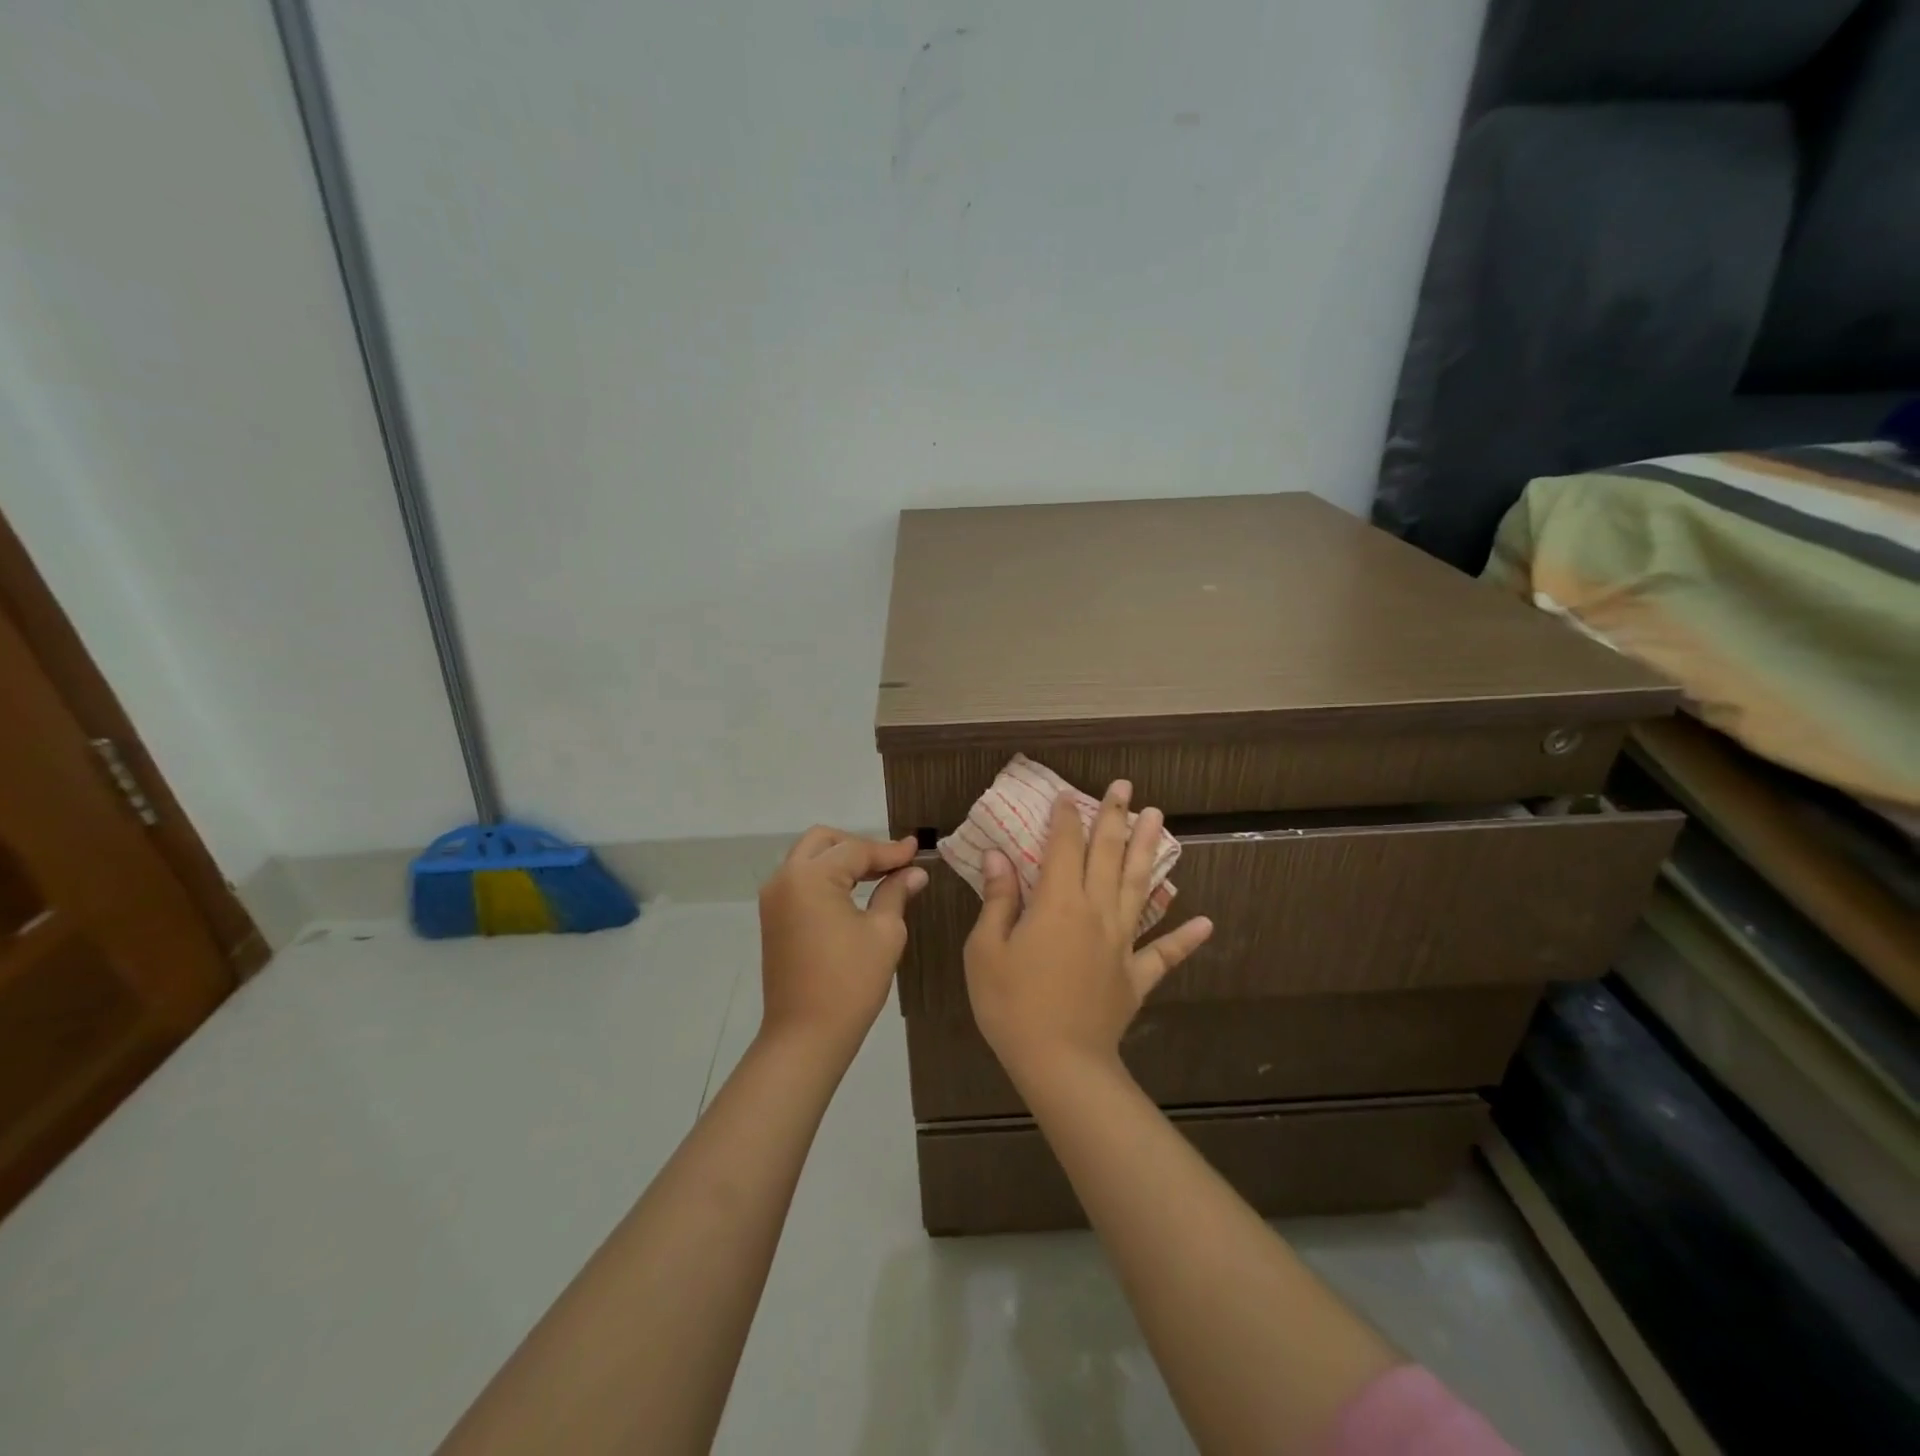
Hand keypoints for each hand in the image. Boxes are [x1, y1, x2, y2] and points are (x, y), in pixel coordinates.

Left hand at [757, 827, 928, 1053]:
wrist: (806, 1036)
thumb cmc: (850, 982)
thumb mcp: (884, 932)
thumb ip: (896, 892)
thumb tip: (915, 872)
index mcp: (810, 877)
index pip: (856, 850)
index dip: (890, 851)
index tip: (917, 849)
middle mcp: (785, 878)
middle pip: (824, 841)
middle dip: (859, 846)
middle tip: (893, 863)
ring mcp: (774, 898)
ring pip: (809, 858)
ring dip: (841, 860)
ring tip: (878, 875)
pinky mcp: (773, 918)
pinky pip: (800, 880)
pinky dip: (826, 877)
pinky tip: (853, 892)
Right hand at [963, 780, 1212, 1081]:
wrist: (1059, 1063)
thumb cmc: (1012, 1005)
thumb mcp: (987, 950)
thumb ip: (998, 901)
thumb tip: (998, 857)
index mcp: (1058, 903)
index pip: (1063, 847)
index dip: (1065, 818)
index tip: (1068, 795)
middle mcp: (1096, 912)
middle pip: (1108, 855)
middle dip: (1115, 817)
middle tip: (1126, 787)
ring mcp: (1122, 942)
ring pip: (1140, 886)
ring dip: (1148, 850)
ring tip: (1158, 819)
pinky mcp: (1136, 975)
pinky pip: (1164, 953)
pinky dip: (1185, 938)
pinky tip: (1206, 922)